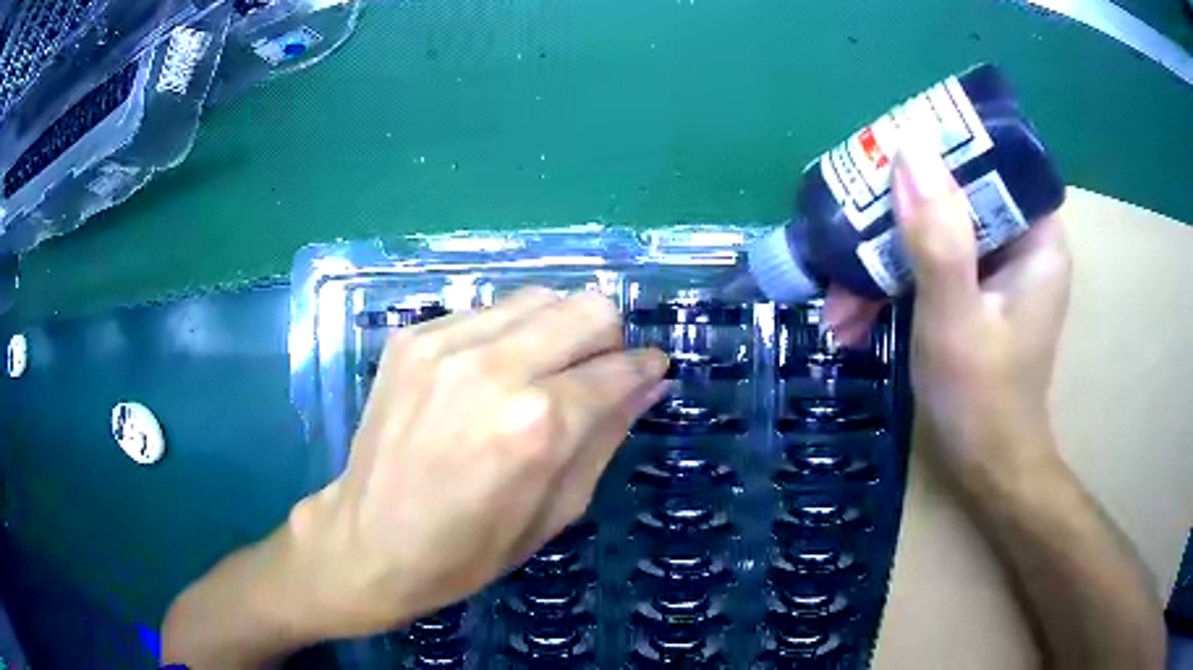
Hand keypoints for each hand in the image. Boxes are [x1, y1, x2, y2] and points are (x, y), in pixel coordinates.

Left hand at [289, 289, 667, 638]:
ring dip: (557, 329)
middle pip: (587, 307)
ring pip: (539, 297)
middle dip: (607, 337)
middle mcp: (495, 367)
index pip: (618, 367)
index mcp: (538, 425)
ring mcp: (445, 344)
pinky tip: (491, 373)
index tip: (651, 370)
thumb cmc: (469, 551)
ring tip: (543, 370)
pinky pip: (487, 311)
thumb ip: (606, 437)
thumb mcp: (556, 512)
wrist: (368, 541)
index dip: (645, 367)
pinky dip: (507, 334)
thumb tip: (648, 383)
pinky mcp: (412, 337)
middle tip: (596, 373)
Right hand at [826, 141, 1070, 472]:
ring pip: (932, 233)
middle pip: (953, 196)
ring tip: (836, 305)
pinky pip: (928, 265)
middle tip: (845, 237)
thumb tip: (909, 150)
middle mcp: (1018, 242)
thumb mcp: (955, 319)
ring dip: (881, 263)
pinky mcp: (972, 291)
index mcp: (1036, 238)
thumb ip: (938, 238)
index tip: (886, 161)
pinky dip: (891, 286)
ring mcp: (994, 268)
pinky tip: (851, 318)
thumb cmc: (982, 401)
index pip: (990, 162)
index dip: (939, 152)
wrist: (985, 470)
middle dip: (894, 221)